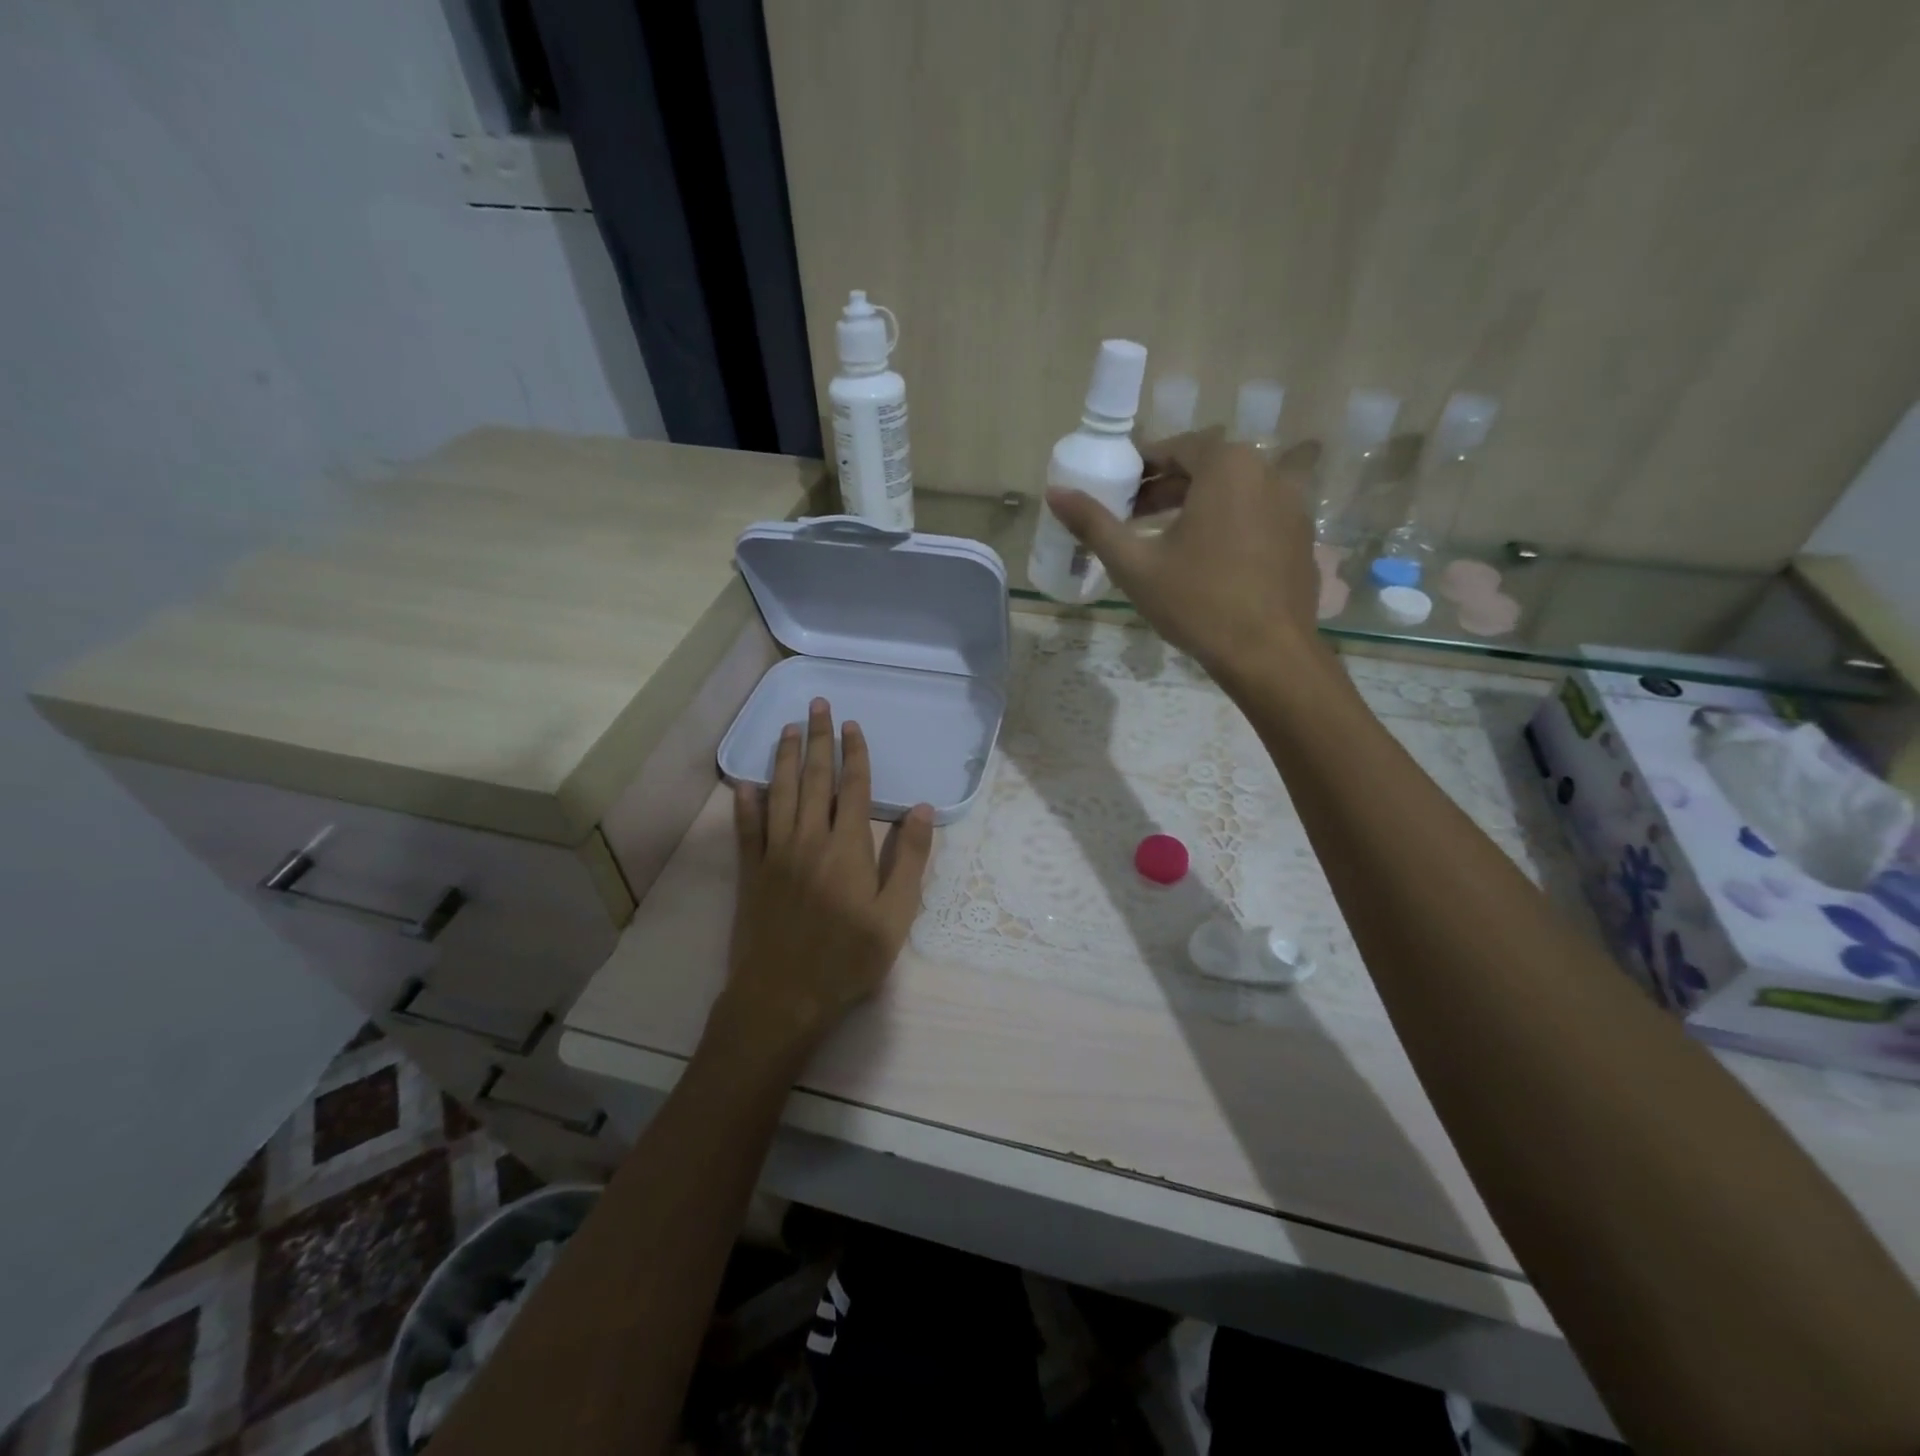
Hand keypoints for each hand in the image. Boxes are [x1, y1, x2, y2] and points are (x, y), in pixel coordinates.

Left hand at [717, 698, 934, 1057]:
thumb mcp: (896, 915)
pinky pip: (747, 828)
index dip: (855, 754)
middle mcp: (809, 838)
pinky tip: (746, 783)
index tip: (853, 725)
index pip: (852, 787)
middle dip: (819, 739)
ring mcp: (775, 853)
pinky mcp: (751, 872)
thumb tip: (922, 809)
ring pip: (781, 793)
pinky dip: (747, 802)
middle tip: (817, 705)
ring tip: (788, 728)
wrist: (784, 996)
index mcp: (847, 847)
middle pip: (815, 779)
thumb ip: (910, 859)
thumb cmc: (848, 958)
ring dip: (786, 758)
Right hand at [1046, 435, 1325, 689]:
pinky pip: (1255, 516)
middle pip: (1206, 468)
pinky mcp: (1301, 538)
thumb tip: (1054, 493)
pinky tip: (1206, 560)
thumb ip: (1094, 524)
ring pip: (1233, 492)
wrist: (1268, 654)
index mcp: (1227, 467)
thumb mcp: (1134, 564)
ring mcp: (1292, 506)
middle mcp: (1267, 473)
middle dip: (1166, 488)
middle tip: (1131, 516)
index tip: (1117, 491)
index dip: (1141, 467)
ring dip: (1196, 505)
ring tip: (1164, 538)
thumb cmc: (1197, 601)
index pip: (1176, 448)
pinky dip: (1226, 524)